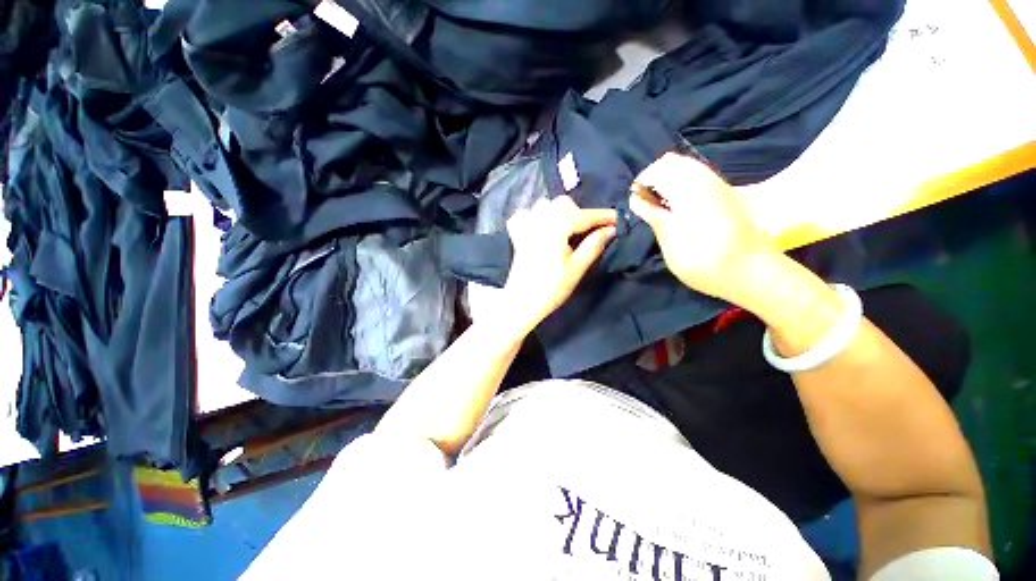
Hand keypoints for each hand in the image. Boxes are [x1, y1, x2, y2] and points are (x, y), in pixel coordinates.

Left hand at [502, 196, 616, 331]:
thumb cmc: (552, 288)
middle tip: (591, 231)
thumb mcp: (577, 267)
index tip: (618, 219)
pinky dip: (535, 216)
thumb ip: (594, 245)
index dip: (602, 217)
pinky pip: (525, 215)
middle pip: (563, 204)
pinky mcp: (517, 235)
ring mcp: (525, 227)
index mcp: (555, 228)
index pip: (583, 216)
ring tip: (568, 230)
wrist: (523, 302)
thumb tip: (611, 229)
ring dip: (560, 212)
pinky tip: (542, 227)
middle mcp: (539, 221)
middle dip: (580, 213)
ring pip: (545, 205)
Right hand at [629, 153, 775, 304]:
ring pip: (684, 167)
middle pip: (670, 162)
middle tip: (646, 205)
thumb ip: (652, 214)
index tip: (635, 205)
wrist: (749, 271)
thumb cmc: (701, 258)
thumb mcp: (668, 238)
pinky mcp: (725, 193)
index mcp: (686, 186)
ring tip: (660, 208)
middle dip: (653, 179)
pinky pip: (696, 177)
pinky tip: (678, 208)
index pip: (654, 170)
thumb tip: (636, 198)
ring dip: (667, 182)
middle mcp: (703, 177)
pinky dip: (681, 186)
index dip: (640, 185)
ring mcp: (717, 183)